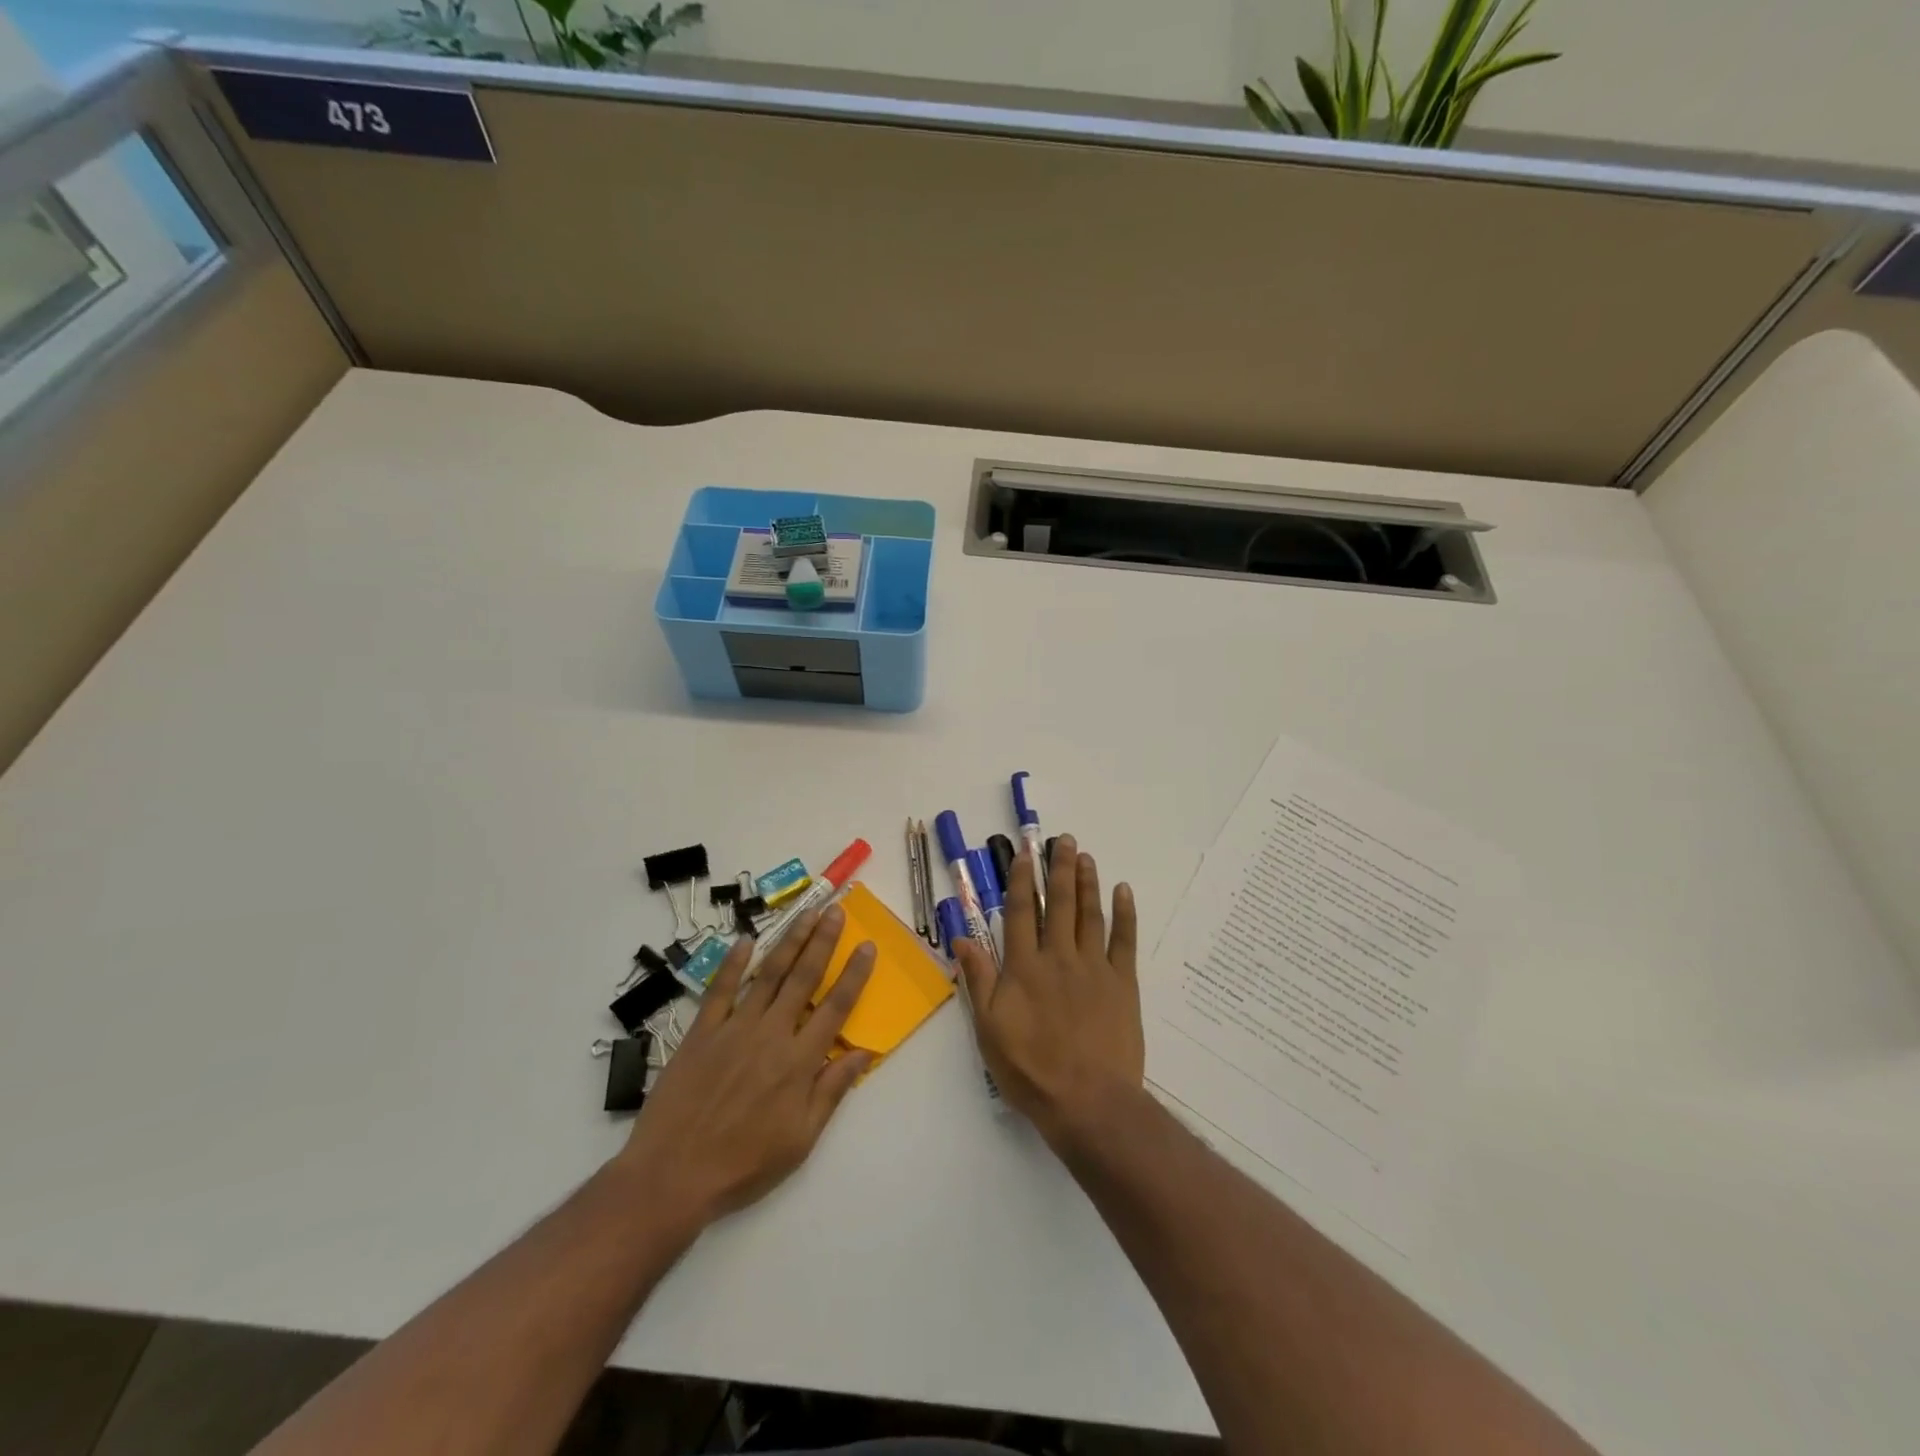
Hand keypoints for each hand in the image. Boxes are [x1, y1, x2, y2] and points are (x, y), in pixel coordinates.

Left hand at [616, 906, 876, 1229]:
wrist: (673, 1176)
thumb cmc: (744, 1164)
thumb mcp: (801, 1139)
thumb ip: (832, 1090)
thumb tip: (864, 1051)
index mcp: (800, 1061)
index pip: (836, 1007)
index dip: (854, 974)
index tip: (867, 945)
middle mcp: (772, 1034)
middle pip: (804, 977)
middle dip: (823, 941)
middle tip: (835, 911)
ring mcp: (734, 1028)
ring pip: (768, 974)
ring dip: (789, 941)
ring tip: (805, 913)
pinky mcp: (701, 1032)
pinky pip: (720, 989)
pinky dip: (733, 963)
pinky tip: (746, 941)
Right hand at [953, 835, 1143, 1147]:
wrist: (1088, 1101)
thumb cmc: (1031, 1070)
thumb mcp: (989, 1030)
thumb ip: (978, 980)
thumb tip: (962, 939)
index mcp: (1024, 968)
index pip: (1019, 913)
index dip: (1020, 881)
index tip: (1024, 854)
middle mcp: (1058, 957)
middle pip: (1057, 904)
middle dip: (1058, 869)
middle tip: (1063, 840)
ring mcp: (1093, 967)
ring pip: (1089, 914)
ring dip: (1087, 883)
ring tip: (1085, 856)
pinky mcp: (1122, 983)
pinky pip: (1124, 940)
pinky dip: (1124, 914)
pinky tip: (1122, 891)